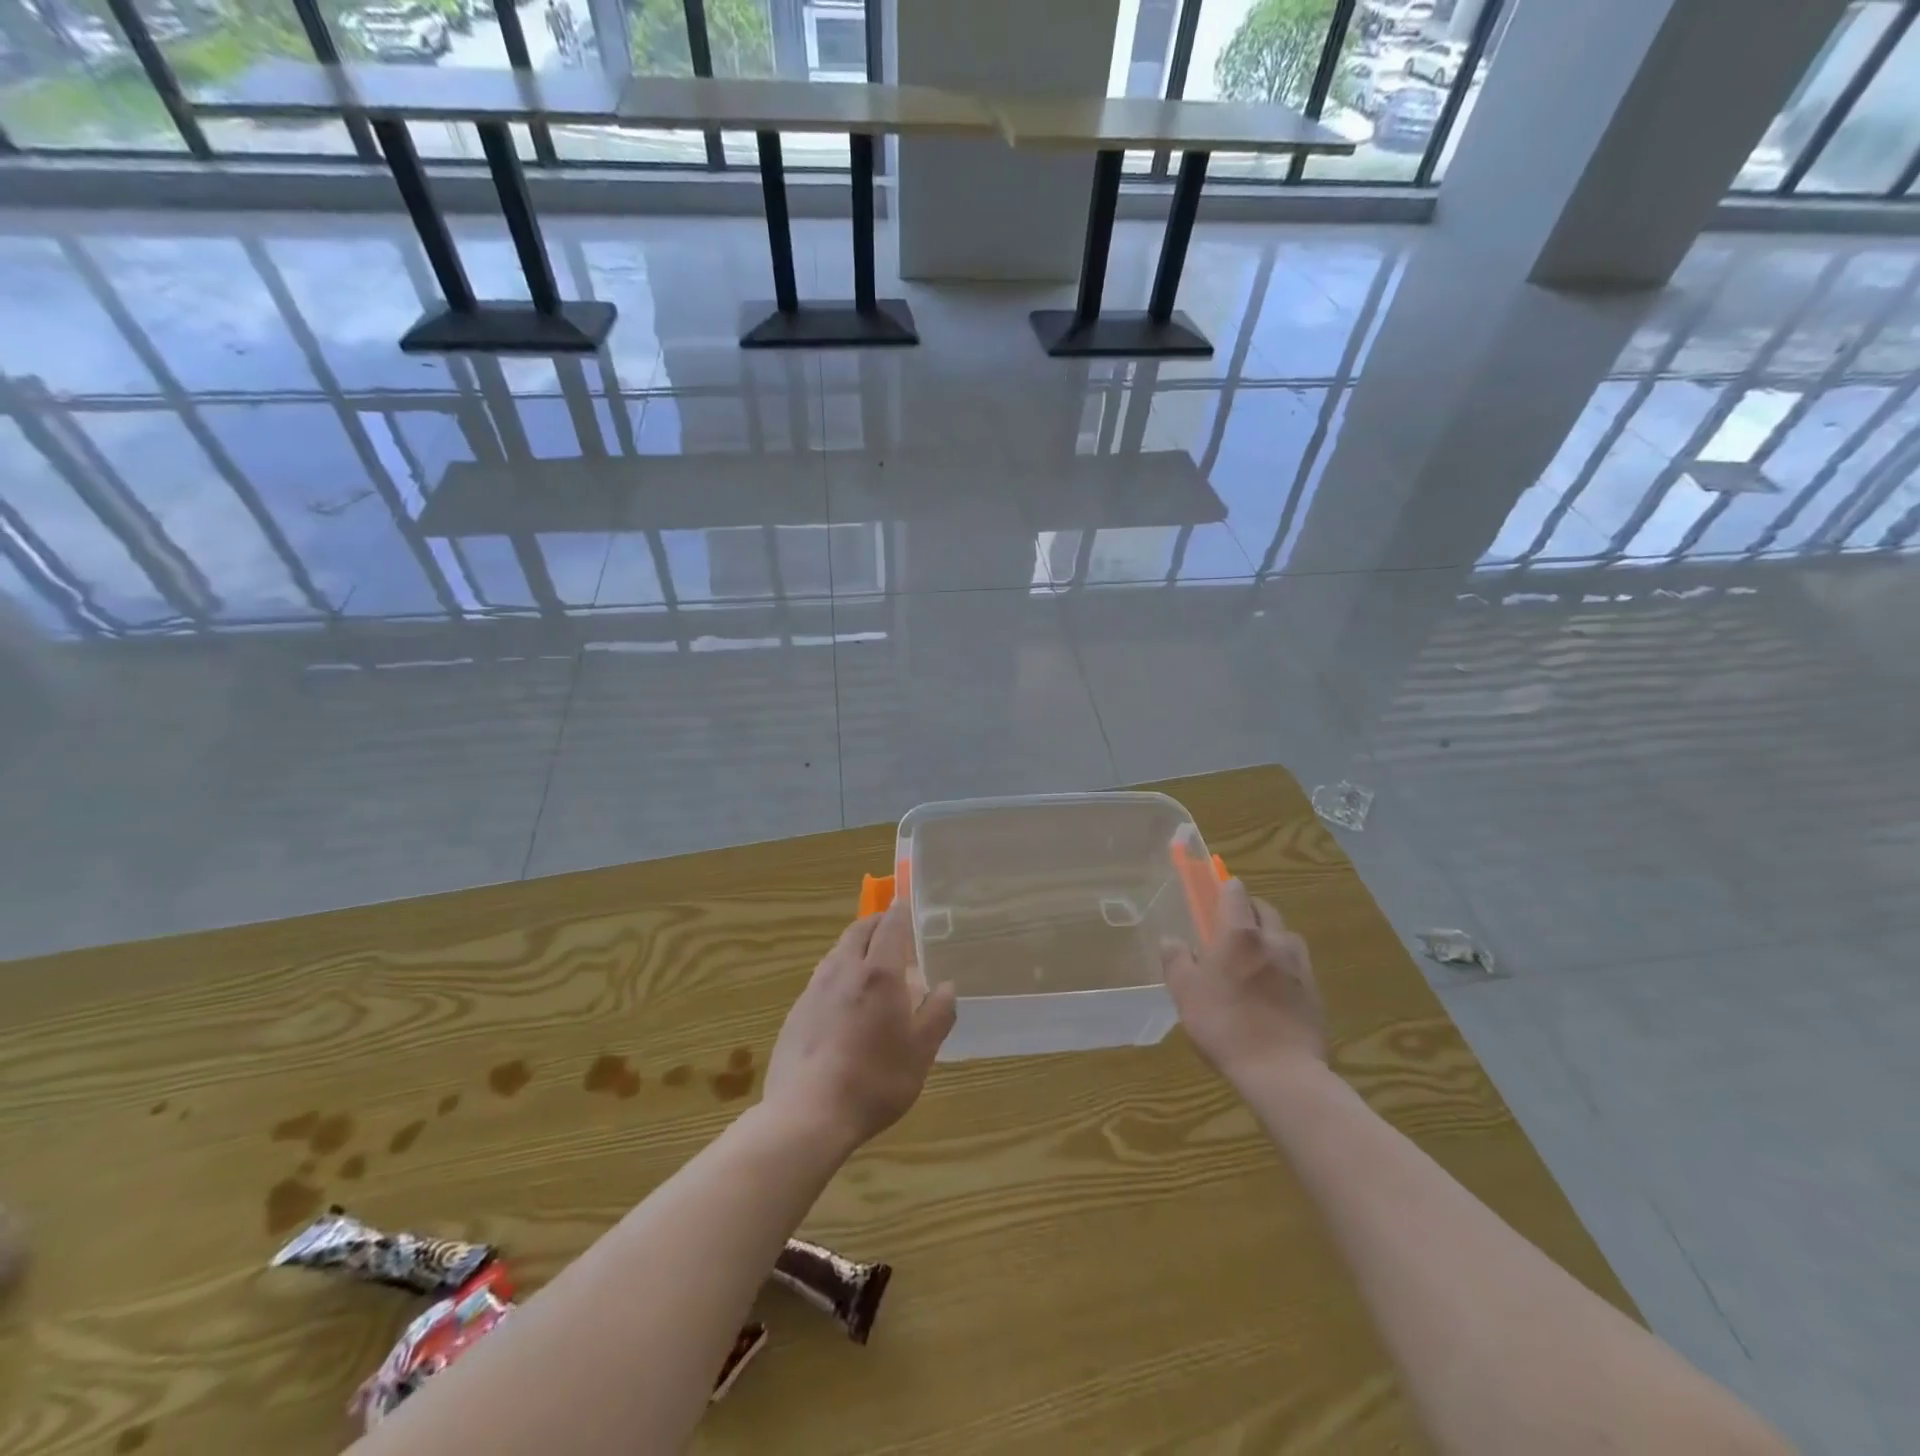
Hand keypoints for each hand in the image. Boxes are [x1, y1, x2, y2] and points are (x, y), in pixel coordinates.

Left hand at [762, 905, 955, 1153]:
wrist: (807, 1115)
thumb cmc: (875, 1080)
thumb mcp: (922, 1052)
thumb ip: (938, 1013)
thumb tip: (946, 986)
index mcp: (879, 973)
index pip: (890, 925)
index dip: (900, 912)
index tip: (906, 904)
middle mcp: (843, 970)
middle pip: (858, 931)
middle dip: (875, 923)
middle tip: (890, 928)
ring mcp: (814, 990)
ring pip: (837, 953)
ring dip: (854, 947)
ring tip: (869, 962)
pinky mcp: (796, 1012)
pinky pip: (821, 979)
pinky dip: (838, 974)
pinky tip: (843, 1000)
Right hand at [1160, 880, 1326, 1083]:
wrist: (1281, 1072)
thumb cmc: (1224, 1024)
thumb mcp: (1185, 992)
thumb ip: (1176, 960)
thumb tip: (1172, 940)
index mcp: (1240, 933)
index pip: (1235, 892)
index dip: (1224, 889)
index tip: (1214, 895)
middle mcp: (1274, 940)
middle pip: (1264, 909)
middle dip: (1248, 909)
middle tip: (1229, 927)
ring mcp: (1300, 966)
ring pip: (1285, 935)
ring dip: (1270, 936)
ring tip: (1254, 958)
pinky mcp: (1315, 992)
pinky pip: (1297, 965)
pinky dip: (1283, 965)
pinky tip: (1272, 988)